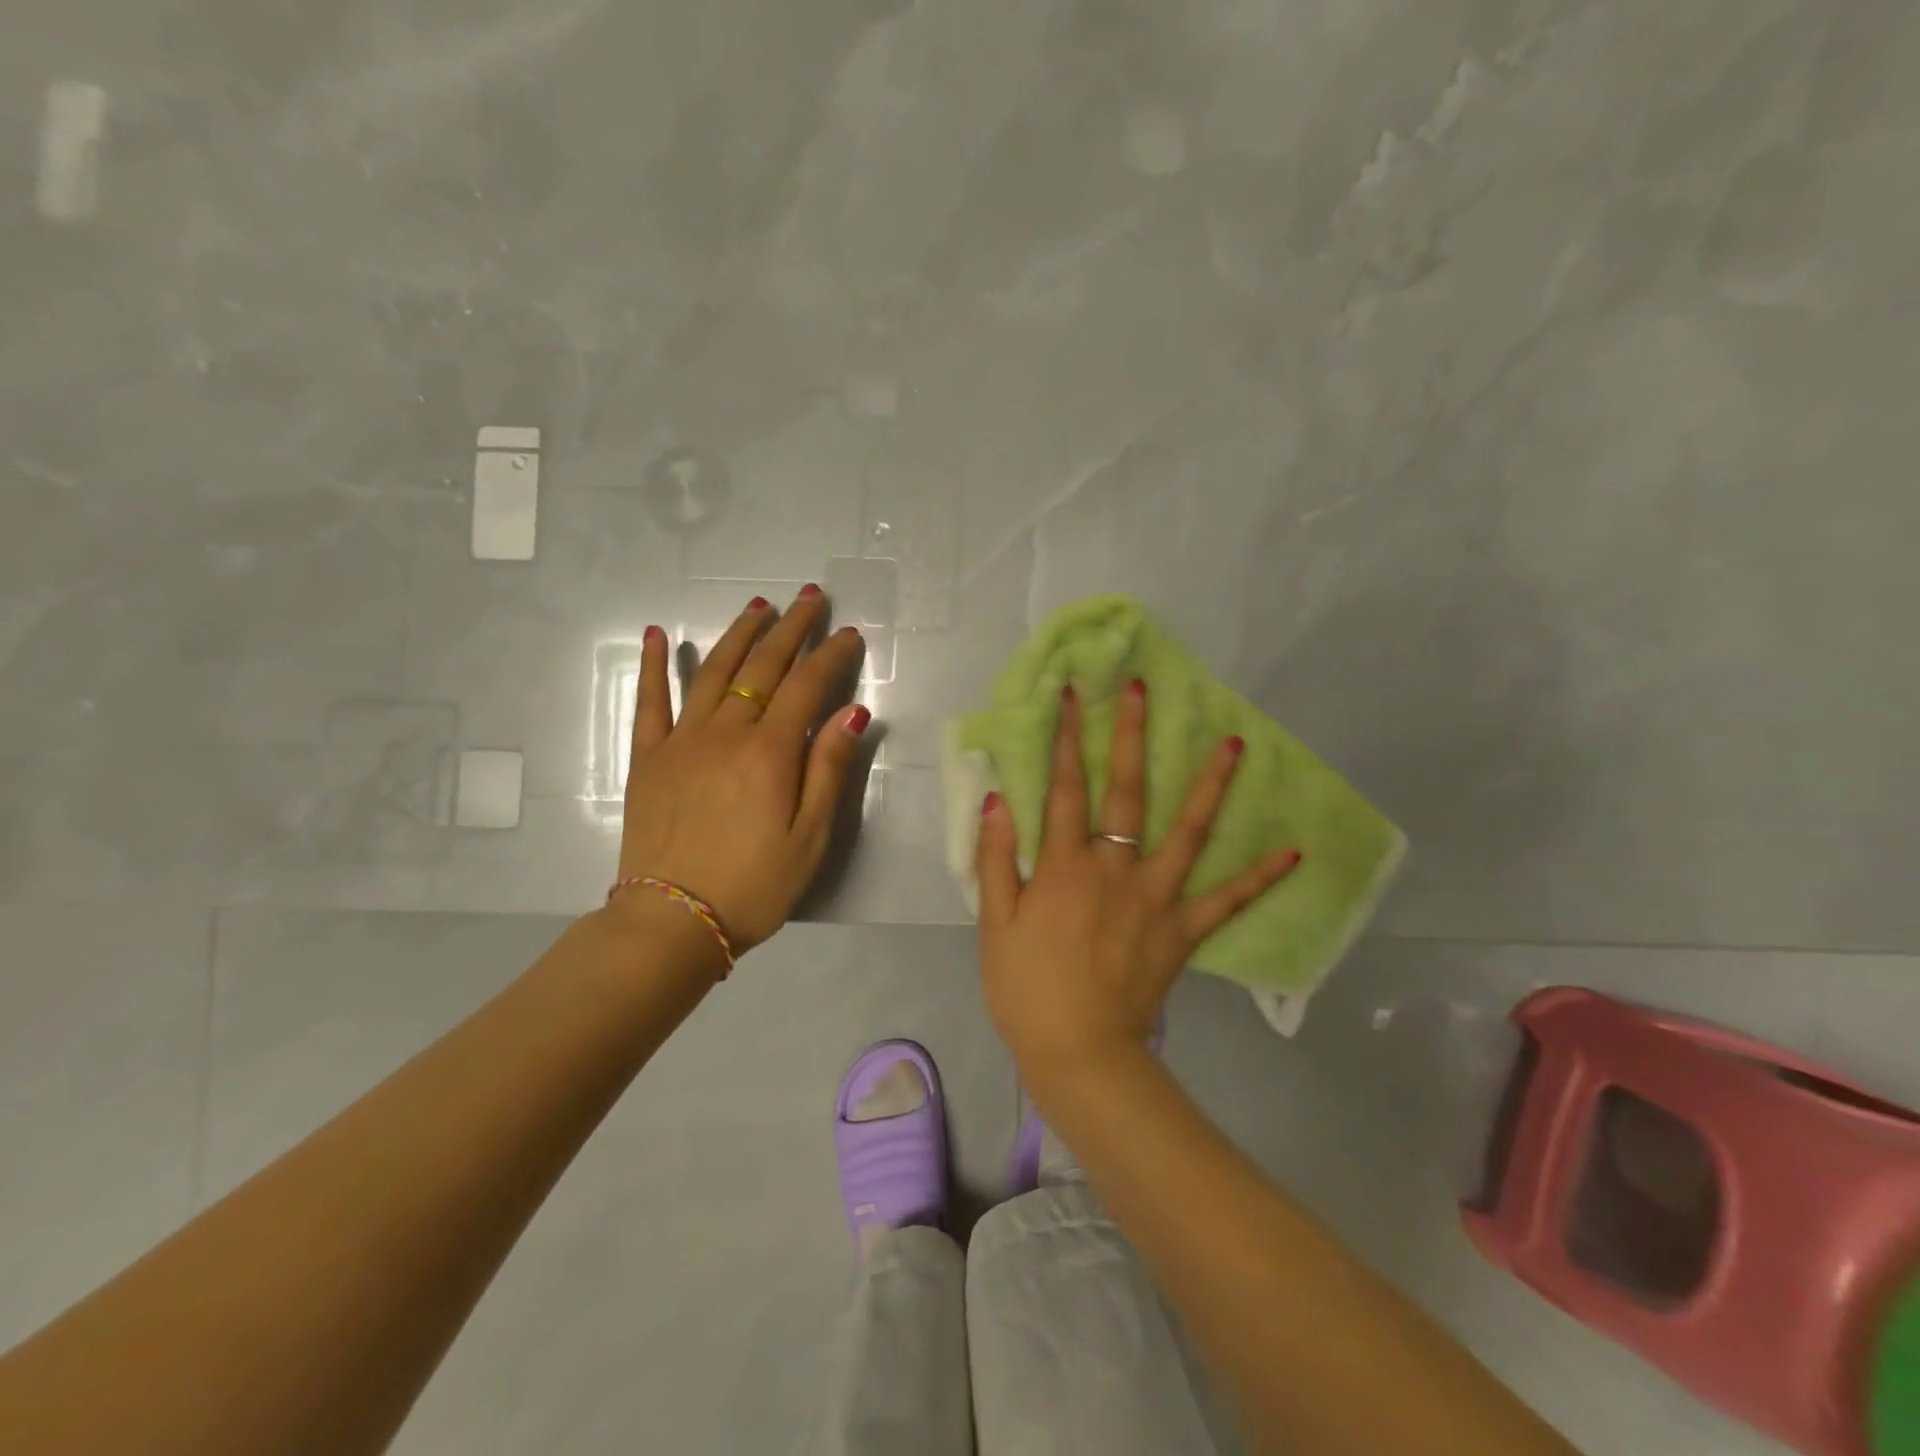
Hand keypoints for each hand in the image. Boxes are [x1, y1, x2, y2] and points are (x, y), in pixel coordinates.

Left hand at [613, 587, 868, 954]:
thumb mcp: (810, 837)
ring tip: (758, 606)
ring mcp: (681, 741)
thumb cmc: (754, 885)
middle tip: (808, 598)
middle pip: (762, 668)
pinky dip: (652, 665)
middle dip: (790, 629)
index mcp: (769, 753)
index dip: (831, 656)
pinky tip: (654, 634)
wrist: (672, 921)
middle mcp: (725, 733)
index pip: (807, 687)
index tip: (849, 633)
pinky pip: (648, 702)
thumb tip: (853, 710)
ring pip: (712, 671)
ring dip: (738, 634)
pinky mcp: (648, 758)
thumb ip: (829, 768)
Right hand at [974, 680, 1300, 1076]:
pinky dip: (1260, 876)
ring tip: (1234, 743)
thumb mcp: (994, 923)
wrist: (1078, 1052)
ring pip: (1187, 831)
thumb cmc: (1026, 987)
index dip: (1064, 739)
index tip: (1070, 695)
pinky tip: (1293, 851)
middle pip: (1125, 791)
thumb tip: (1000, 798)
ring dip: (1210, 785)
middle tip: (1143, 690)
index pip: (1064, 788)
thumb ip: (995, 858)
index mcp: (1064, 866)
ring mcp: (1155, 897)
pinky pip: (1227, 899)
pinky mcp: (1183, 930)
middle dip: (1131, 736)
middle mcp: (1114, 868)